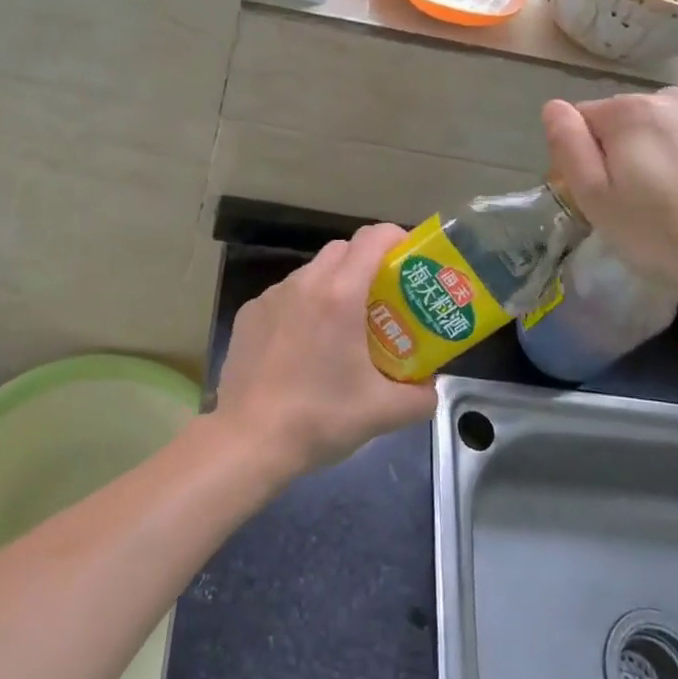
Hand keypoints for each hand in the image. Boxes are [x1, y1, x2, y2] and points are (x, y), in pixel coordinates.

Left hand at [213, 223, 439, 479]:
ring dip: (332, 286)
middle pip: (341, 249)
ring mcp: (270, 296)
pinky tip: (302, 347)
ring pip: (310, 272)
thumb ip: (420, 396)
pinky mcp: (248, 314)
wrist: (248, 440)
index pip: (372, 238)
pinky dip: (301, 307)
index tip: (409, 259)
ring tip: (342, 328)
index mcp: (339, 294)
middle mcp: (303, 283)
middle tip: (382, 299)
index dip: (395, 238)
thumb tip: (429, 387)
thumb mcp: (383, 412)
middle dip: (366, 263)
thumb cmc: (320, 417)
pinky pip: (284, 296)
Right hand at [542, 88, 677, 294]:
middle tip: (629, 201)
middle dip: (617, 150)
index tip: (594, 193)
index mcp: (628, 110)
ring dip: (653, 151)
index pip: (581, 119)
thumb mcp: (594, 196)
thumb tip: (554, 108)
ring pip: (660, 127)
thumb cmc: (660, 230)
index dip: (579, 156)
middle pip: (621, 119)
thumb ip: (568, 145)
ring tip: (667, 198)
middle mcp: (669, 97)